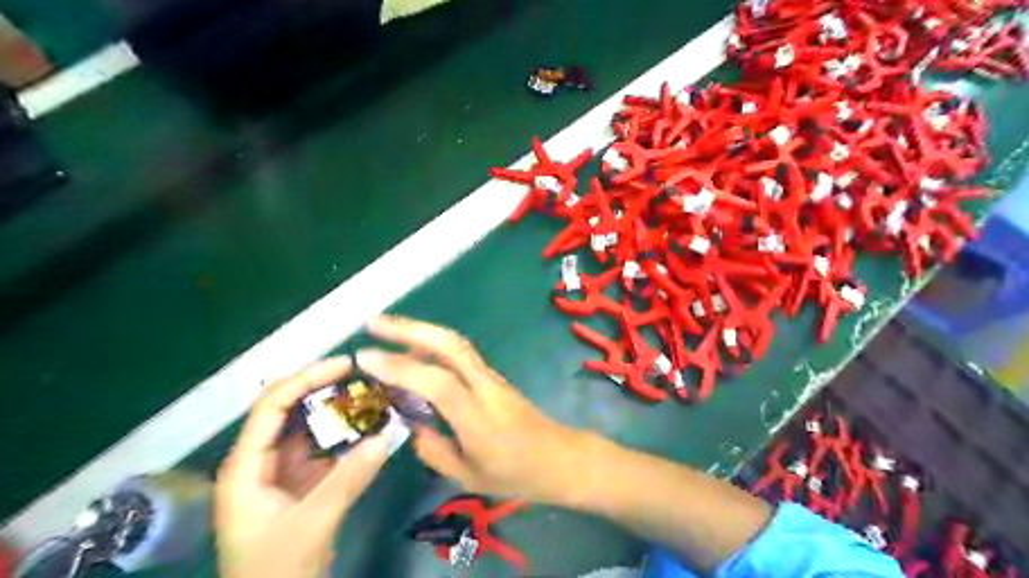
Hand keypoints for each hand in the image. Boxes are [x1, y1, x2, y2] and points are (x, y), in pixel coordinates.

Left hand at [216, 357, 391, 577]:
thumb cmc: (275, 573)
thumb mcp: (312, 524)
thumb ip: (349, 478)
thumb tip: (388, 434)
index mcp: (246, 466)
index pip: (272, 406)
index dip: (307, 378)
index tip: (345, 365)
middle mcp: (261, 460)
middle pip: (290, 410)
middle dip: (325, 389)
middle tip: (365, 375)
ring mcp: (282, 472)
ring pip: (310, 428)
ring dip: (339, 411)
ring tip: (373, 394)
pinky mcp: (302, 483)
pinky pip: (325, 449)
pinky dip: (347, 436)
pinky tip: (371, 426)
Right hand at [360, 315, 587, 505]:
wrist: (560, 458)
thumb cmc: (516, 474)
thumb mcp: (469, 476)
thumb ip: (434, 450)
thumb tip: (408, 425)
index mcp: (477, 417)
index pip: (436, 382)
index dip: (400, 366)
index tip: (364, 357)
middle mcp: (484, 387)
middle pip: (449, 344)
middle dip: (409, 328)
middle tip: (373, 322)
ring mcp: (491, 377)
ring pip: (455, 343)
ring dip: (420, 329)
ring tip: (386, 329)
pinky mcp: (492, 376)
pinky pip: (460, 352)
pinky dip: (433, 343)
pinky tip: (414, 349)